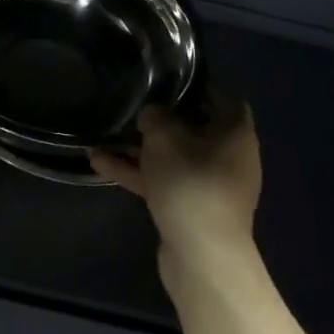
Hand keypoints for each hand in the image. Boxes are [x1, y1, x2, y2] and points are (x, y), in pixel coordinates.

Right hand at [91, 90, 260, 293]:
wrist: (202, 257)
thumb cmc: (190, 184)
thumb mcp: (165, 138)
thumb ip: (154, 116)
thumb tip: (152, 112)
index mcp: (235, 133)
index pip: (220, 97)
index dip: (195, 85)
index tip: (167, 77)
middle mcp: (228, 156)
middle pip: (193, 127)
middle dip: (161, 117)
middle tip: (134, 102)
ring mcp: (209, 185)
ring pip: (173, 156)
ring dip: (141, 147)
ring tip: (106, 131)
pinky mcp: (191, 208)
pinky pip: (163, 180)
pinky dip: (137, 172)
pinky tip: (98, 162)